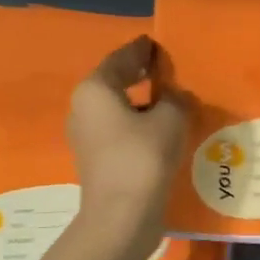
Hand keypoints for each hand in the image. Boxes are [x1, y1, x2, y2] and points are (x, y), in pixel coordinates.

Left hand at [68, 36, 188, 243]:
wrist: (121, 216)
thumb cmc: (143, 157)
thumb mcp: (171, 119)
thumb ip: (175, 99)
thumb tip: (174, 97)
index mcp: (95, 89)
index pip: (121, 59)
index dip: (142, 51)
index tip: (157, 44)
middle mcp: (83, 107)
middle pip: (114, 82)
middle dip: (139, 75)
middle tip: (165, 67)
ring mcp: (86, 136)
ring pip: (116, 108)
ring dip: (140, 101)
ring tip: (168, 98)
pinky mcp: (97, 159)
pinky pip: (119, 129)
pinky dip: (137, 122)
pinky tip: (159, 127)